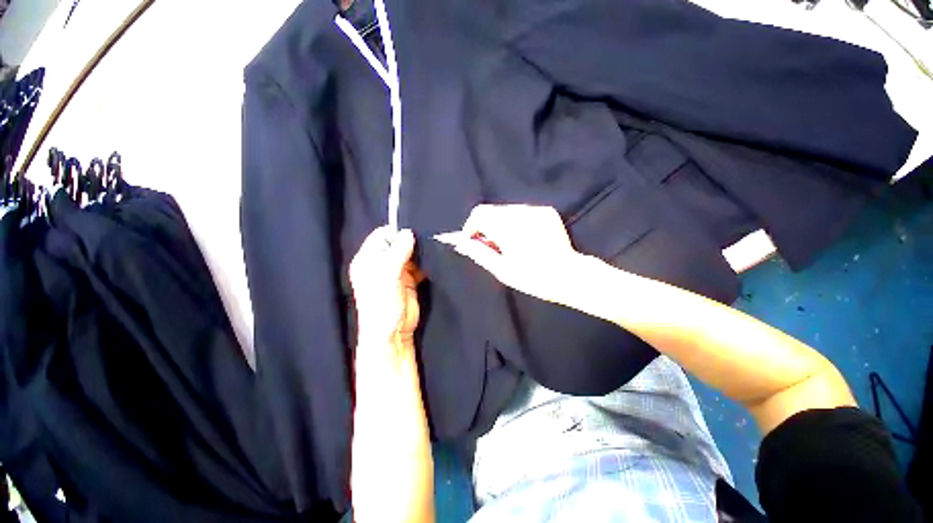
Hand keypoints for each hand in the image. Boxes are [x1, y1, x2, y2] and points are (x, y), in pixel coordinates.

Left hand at [349, 226, 421, 344]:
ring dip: (420, 253)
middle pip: (398, 244)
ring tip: (431, 250)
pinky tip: (432, 263)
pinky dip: (425, 264)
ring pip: (410, 254)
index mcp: (369, 259)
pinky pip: (419, 266)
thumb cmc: (382, 303)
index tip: (413, 235)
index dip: (396, 234)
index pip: (382, 236)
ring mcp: (397, 272)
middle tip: (426, 241)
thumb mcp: (387, 274)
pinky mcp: (410, 281)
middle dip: (411, 242)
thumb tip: (408, 233)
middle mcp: (382, 263)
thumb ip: (398, 251)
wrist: (392, 333)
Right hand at [438, 204, 585, 303]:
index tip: (472, 241)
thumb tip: (461, 243)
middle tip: (490, 245)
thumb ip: (479, 253)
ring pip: (506, 210)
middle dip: (485, 226)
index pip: (479, 214)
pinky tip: (523, 238)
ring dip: (500, 223)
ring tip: (508, 243)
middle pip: (491, 210)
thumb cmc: (533, 278)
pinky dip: (516, 222)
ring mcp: (535, 211)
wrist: (569, 275)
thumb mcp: (502, 270)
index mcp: (508, 228)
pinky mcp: (546, 211)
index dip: (471, 227)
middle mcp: (521, 213)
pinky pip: (522, 211)